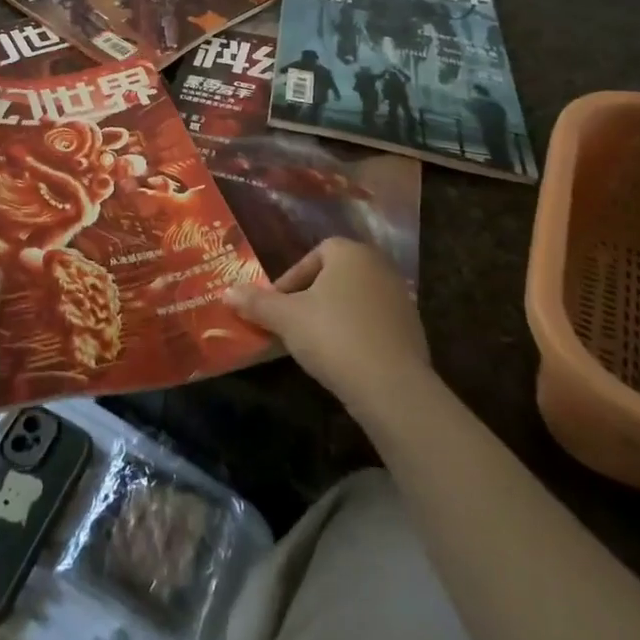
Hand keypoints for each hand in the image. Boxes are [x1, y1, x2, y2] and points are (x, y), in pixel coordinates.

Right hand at [225, 238, 431, 417]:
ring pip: (355, 300)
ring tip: (314, 344)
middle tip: (292, 323)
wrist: (392, 387)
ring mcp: (400, 298)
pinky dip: (356, 334)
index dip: (292, 278)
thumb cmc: (333, 336)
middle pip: (336, 276)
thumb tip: (226, 293)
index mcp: (350, 253)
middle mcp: (379, 266)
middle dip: (312, 297)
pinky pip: (374, 323)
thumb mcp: (286, 318)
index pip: (315, 254)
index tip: (278, 305)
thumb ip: (256, 302)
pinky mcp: (413, 330)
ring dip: (334, 316)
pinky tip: (343, 359)